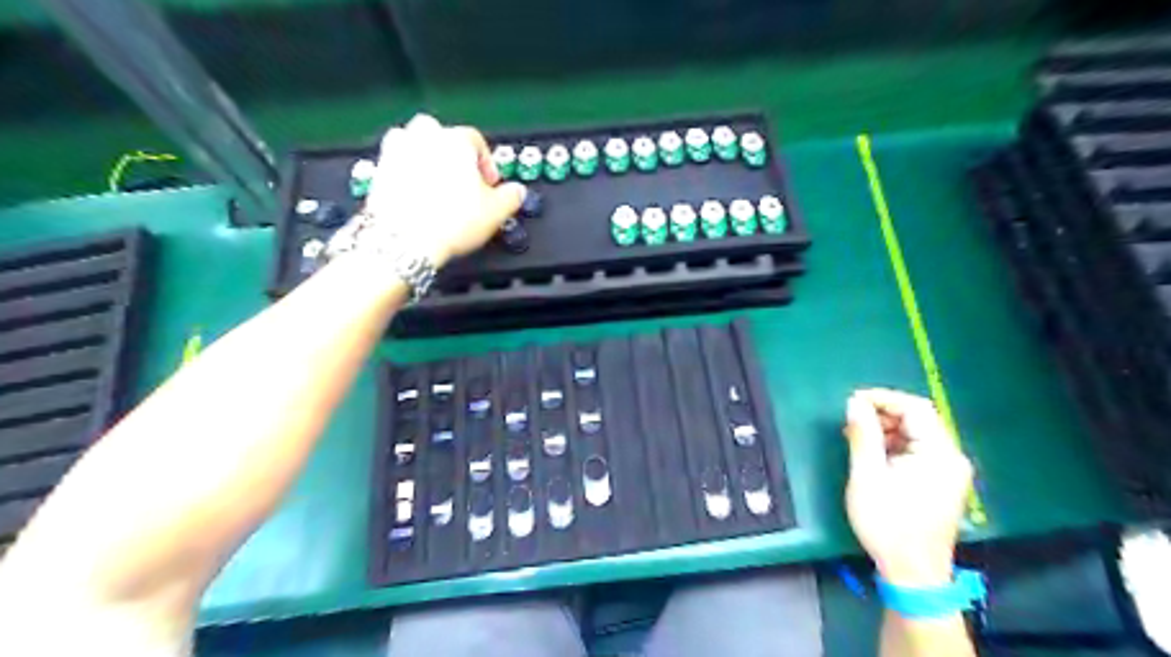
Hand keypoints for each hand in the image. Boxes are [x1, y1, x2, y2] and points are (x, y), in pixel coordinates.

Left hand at [364, 113, 523, 266]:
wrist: (405, 240)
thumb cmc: (452, 221)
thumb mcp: (496, 213)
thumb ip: (511, 196)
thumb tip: (517, 191)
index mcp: (457, 140)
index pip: (477, 141)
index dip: (487, 164)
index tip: (490, 185)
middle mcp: (425, 137)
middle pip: (441, 134)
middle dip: (452, 153)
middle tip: (461, 180)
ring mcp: (397, 151)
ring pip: (413, 142)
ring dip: (425, 156)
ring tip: (435, 183)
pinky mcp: (379, 170)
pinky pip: (396, 163)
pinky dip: (405, 172)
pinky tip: (414, 193)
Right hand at [848, 388, 976, 586]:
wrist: (913, 574)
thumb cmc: (888, 524)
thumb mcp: (867, 477)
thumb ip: (863, 435)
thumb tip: (855, 403)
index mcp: (939, 454)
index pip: (915, 408)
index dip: (883, 399)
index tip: (852, 401)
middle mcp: (951, 458)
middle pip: (919, 419)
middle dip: (884, 414)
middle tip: (851, 421)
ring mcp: (949, 471)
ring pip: (917, 435)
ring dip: (887, 430)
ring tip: (856, 437)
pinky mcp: (942, 483)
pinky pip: (919, 451)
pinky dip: (895, 446)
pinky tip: (873, 454)